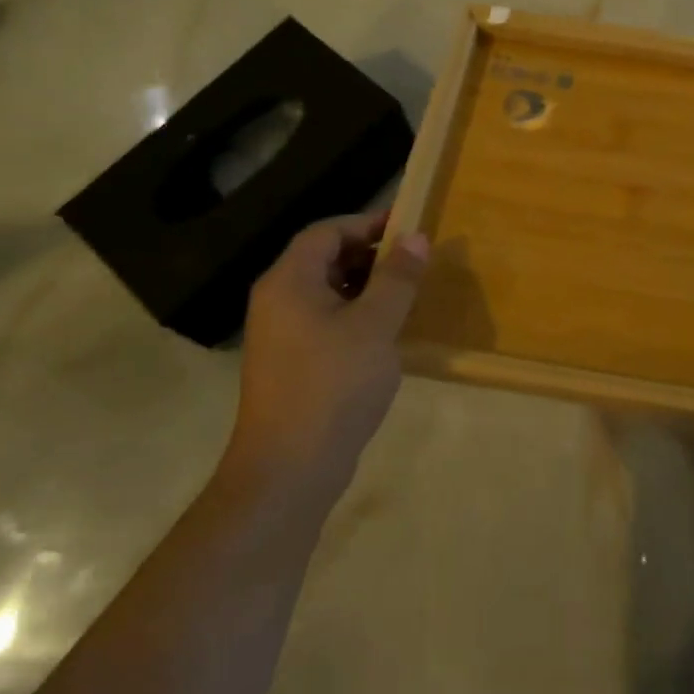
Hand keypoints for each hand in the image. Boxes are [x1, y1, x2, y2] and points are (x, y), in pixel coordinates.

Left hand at [225, 211, 428, 503]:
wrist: (289, 470)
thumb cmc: (334, 385)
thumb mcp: (375, 326)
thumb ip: (397, 278)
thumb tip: (416, 237)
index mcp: (289, 281)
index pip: (326, 232)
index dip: (367, 223)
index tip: (408, 227)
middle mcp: (277, 300)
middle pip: (323, 258)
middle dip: (369, 254)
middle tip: (412, 261)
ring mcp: (280, 335)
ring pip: (325, 292)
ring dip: (364, 286)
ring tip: (404, 294)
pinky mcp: (290, 363)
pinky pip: (323, 321)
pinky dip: (354, 314)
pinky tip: (383, 333)